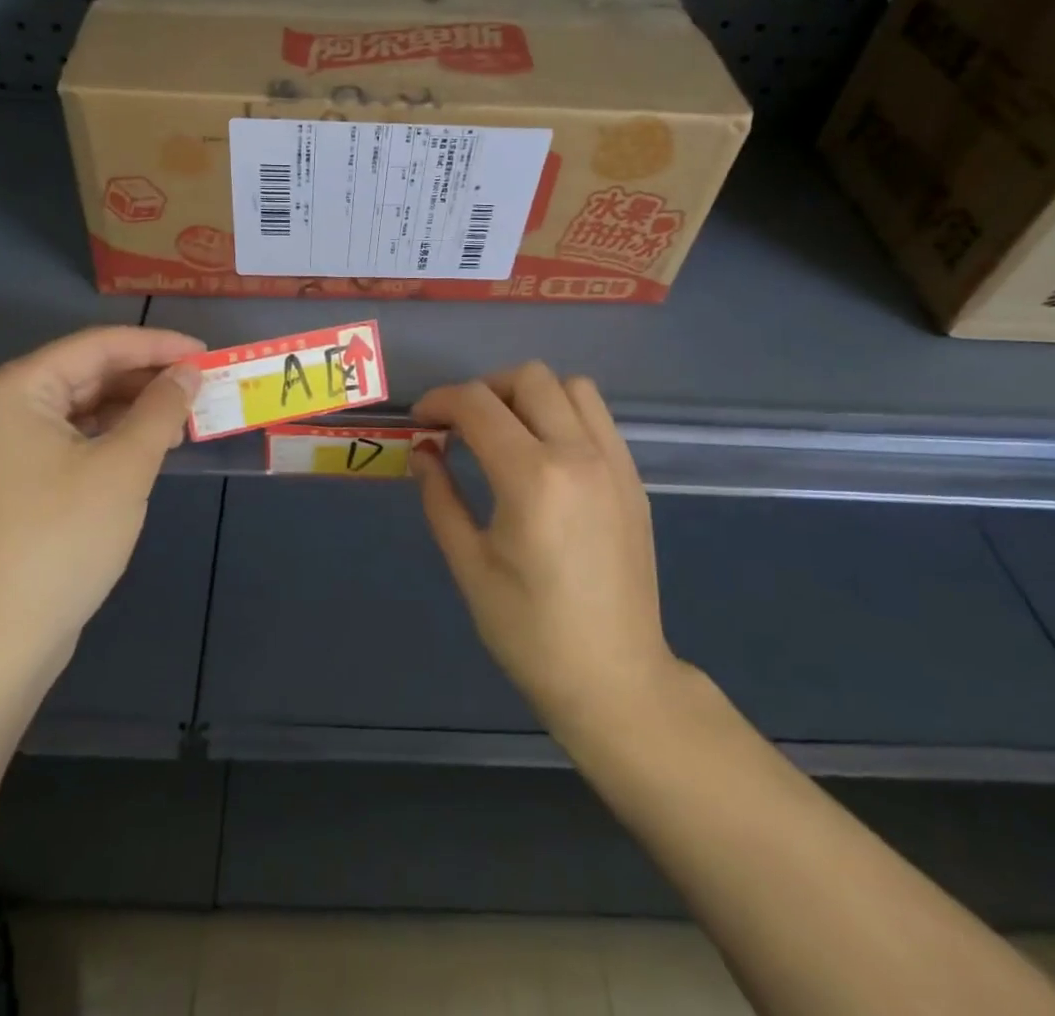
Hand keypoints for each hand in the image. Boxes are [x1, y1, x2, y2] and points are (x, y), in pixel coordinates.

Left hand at [0, 326, 202, 673]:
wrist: (1, 635)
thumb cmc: (62, 538)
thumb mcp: (124, 466)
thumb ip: (161, 409)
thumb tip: (190, 372)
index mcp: (19, 387)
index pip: (99, 346)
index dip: (158, 345)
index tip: (208, 353)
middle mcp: (9, 404)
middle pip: (91, 371)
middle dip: (149, 376)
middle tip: (205, 383)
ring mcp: (13, 442)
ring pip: (87, 404)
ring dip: (137, 405)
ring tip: (189, 411)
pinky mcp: (24, 474)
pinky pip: (79, 434)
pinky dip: (118, 433)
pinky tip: (155, 440)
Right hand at [411, 362, 682, 744]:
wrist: (615, 677)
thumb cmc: (530, 631)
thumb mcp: (469, 564)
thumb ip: (440, 496)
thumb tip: (422, 450)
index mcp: (532, 478)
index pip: (478, 404)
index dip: (440, 401)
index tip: (421, 420)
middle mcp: (579, 455)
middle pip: (528, 377)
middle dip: (483, 390)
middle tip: (461, 426)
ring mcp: (614, 463)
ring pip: (571, 385)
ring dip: (529, 394)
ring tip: (506, 432)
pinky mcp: (633, 478)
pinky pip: (597, 416)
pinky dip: (564, 413)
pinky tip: (545, 454)